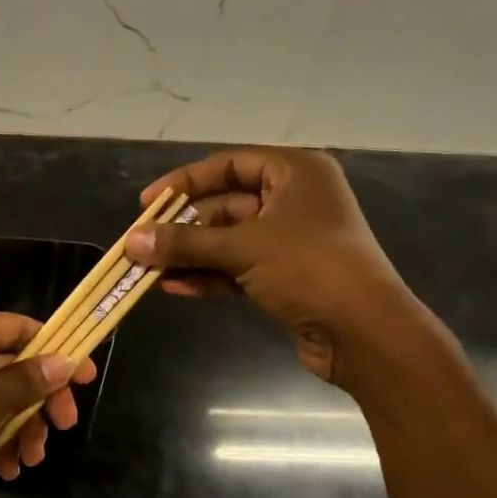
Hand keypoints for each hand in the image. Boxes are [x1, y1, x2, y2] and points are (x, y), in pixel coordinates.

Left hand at [0, 311, 98, 497]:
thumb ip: (28, 381)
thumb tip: (64, 360)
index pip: (24, 328)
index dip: (58, 352)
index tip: (85, 380)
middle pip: (15, 365)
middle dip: (39, 401)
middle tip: (62, 429)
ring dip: (19, 427)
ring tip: (29, 461)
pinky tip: (5, 469)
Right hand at [124, 147, 428, 387]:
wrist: (365, 332)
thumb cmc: (310, 268)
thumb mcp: (243, 248)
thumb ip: (184, 243)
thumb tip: (131, 242)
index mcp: (295, 173)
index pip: (228, 165)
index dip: (184, 182)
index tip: (147, 203)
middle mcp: (294, 200)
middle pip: (224, 205)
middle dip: (182, 227)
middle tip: (142, 243)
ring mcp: (290, 240)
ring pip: (228, 240)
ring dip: (190, 254)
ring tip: (148, 270)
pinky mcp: (286, 276)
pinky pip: (237, 267)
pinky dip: (208, 275)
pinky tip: (173, 287)